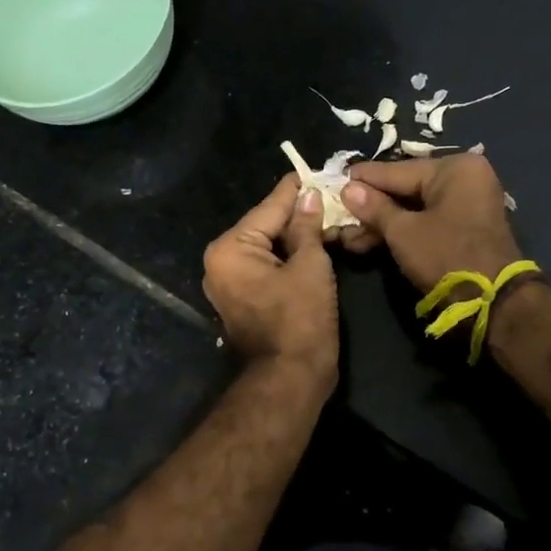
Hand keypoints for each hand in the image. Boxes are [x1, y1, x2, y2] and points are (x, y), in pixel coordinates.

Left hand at [202, 174, 338, 380]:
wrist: (290, 380)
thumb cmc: (300, 320)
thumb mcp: (310, 266)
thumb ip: (307, 226)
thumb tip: (309, 196)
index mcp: (230, 249)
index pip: (269, 207)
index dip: (296, 190)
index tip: (314, 170)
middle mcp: (221, 262)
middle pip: (265, 226)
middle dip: (298, 213)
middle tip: (329, 195)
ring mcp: (229, 283)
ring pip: (267, 247)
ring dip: (296, 236)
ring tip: (328, 216)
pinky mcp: (243, 299)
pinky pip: (266, 267)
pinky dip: (288, 257)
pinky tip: (315, 244)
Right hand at [341, 155, 523, 291]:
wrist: (495, 303)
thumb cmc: (447, 256)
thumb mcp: (403, 232)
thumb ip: (374, 208)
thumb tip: (347, 188)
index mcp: (455, 168)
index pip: (397, 171)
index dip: (363, 180)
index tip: (335, 179)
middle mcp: (465, 179)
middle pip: (405, 189)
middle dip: (371, 208)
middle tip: (339, 214)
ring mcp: (468, 205)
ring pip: (414, 209)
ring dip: (382, 224)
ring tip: (347, 237)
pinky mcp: (466, 229)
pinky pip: (427, 222)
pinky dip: (402, 232)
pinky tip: (369, 243)